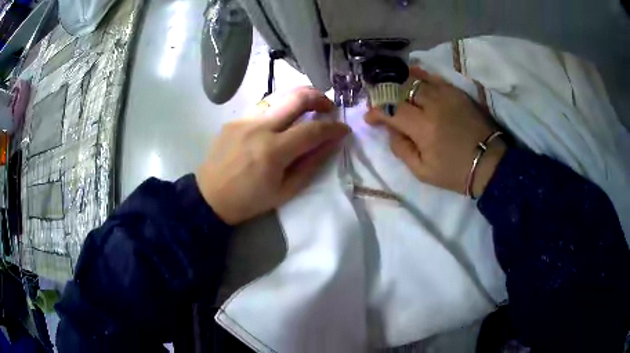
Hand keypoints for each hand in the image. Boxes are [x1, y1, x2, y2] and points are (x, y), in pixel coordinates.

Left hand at [196, 87, 349, 224]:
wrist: (210, 197)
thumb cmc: (249, 201)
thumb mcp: (286, 191)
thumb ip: (311, 164)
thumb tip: (332, 142)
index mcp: (273, 151)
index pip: (313, 129)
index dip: (333, 128)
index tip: (344, 129)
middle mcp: (259, 127)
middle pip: (297, 97)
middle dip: (320, 97)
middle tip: (329, 107)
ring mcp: (244, 120)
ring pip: (279, 96)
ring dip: (300, 97)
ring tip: (310, 107)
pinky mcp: (235, 120)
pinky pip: (263, 107)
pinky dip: (280, 108)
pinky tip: (282, 119)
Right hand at [365, 67, 505, 196]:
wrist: (489, 163)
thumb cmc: (455, 172)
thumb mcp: (422, 172)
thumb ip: (401, 149)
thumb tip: (391, 129)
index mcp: (423, 128)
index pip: (391, 109)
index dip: (376, 110)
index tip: (370, 118)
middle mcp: (433, 105)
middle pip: (401, 89)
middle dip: (385, 93)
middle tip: (379, 101)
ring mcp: (447, 95)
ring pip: (416, 79)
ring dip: (399, 82)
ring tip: (392, 87)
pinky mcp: (458, 92)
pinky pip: (434, 78)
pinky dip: (420, 76)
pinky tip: (413, 77)